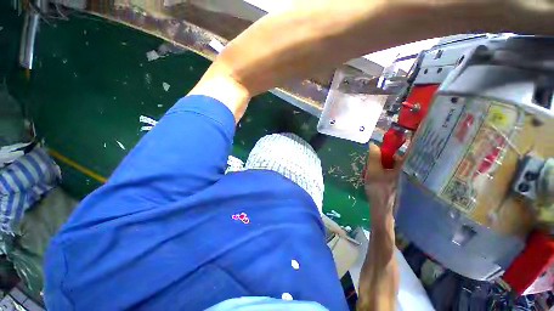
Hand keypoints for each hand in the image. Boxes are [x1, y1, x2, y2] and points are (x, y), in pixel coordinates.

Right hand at [364, 143, 401, 225]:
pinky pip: (384, 172)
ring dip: (374, 167)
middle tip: (368, 167)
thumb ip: (373, 156)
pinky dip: (377, 173)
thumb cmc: (378, 188)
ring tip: (367, 174)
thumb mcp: (373, 170)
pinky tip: (370, 178)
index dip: (383, 151)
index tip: (373, 155)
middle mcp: (402, 170)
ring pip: (385, 166)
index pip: (394, 152)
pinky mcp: (393, 182)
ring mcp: (398, 177)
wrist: (381, 207)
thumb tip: (373, 143)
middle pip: (388, 159)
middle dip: (376, 161)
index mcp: (401, 166)